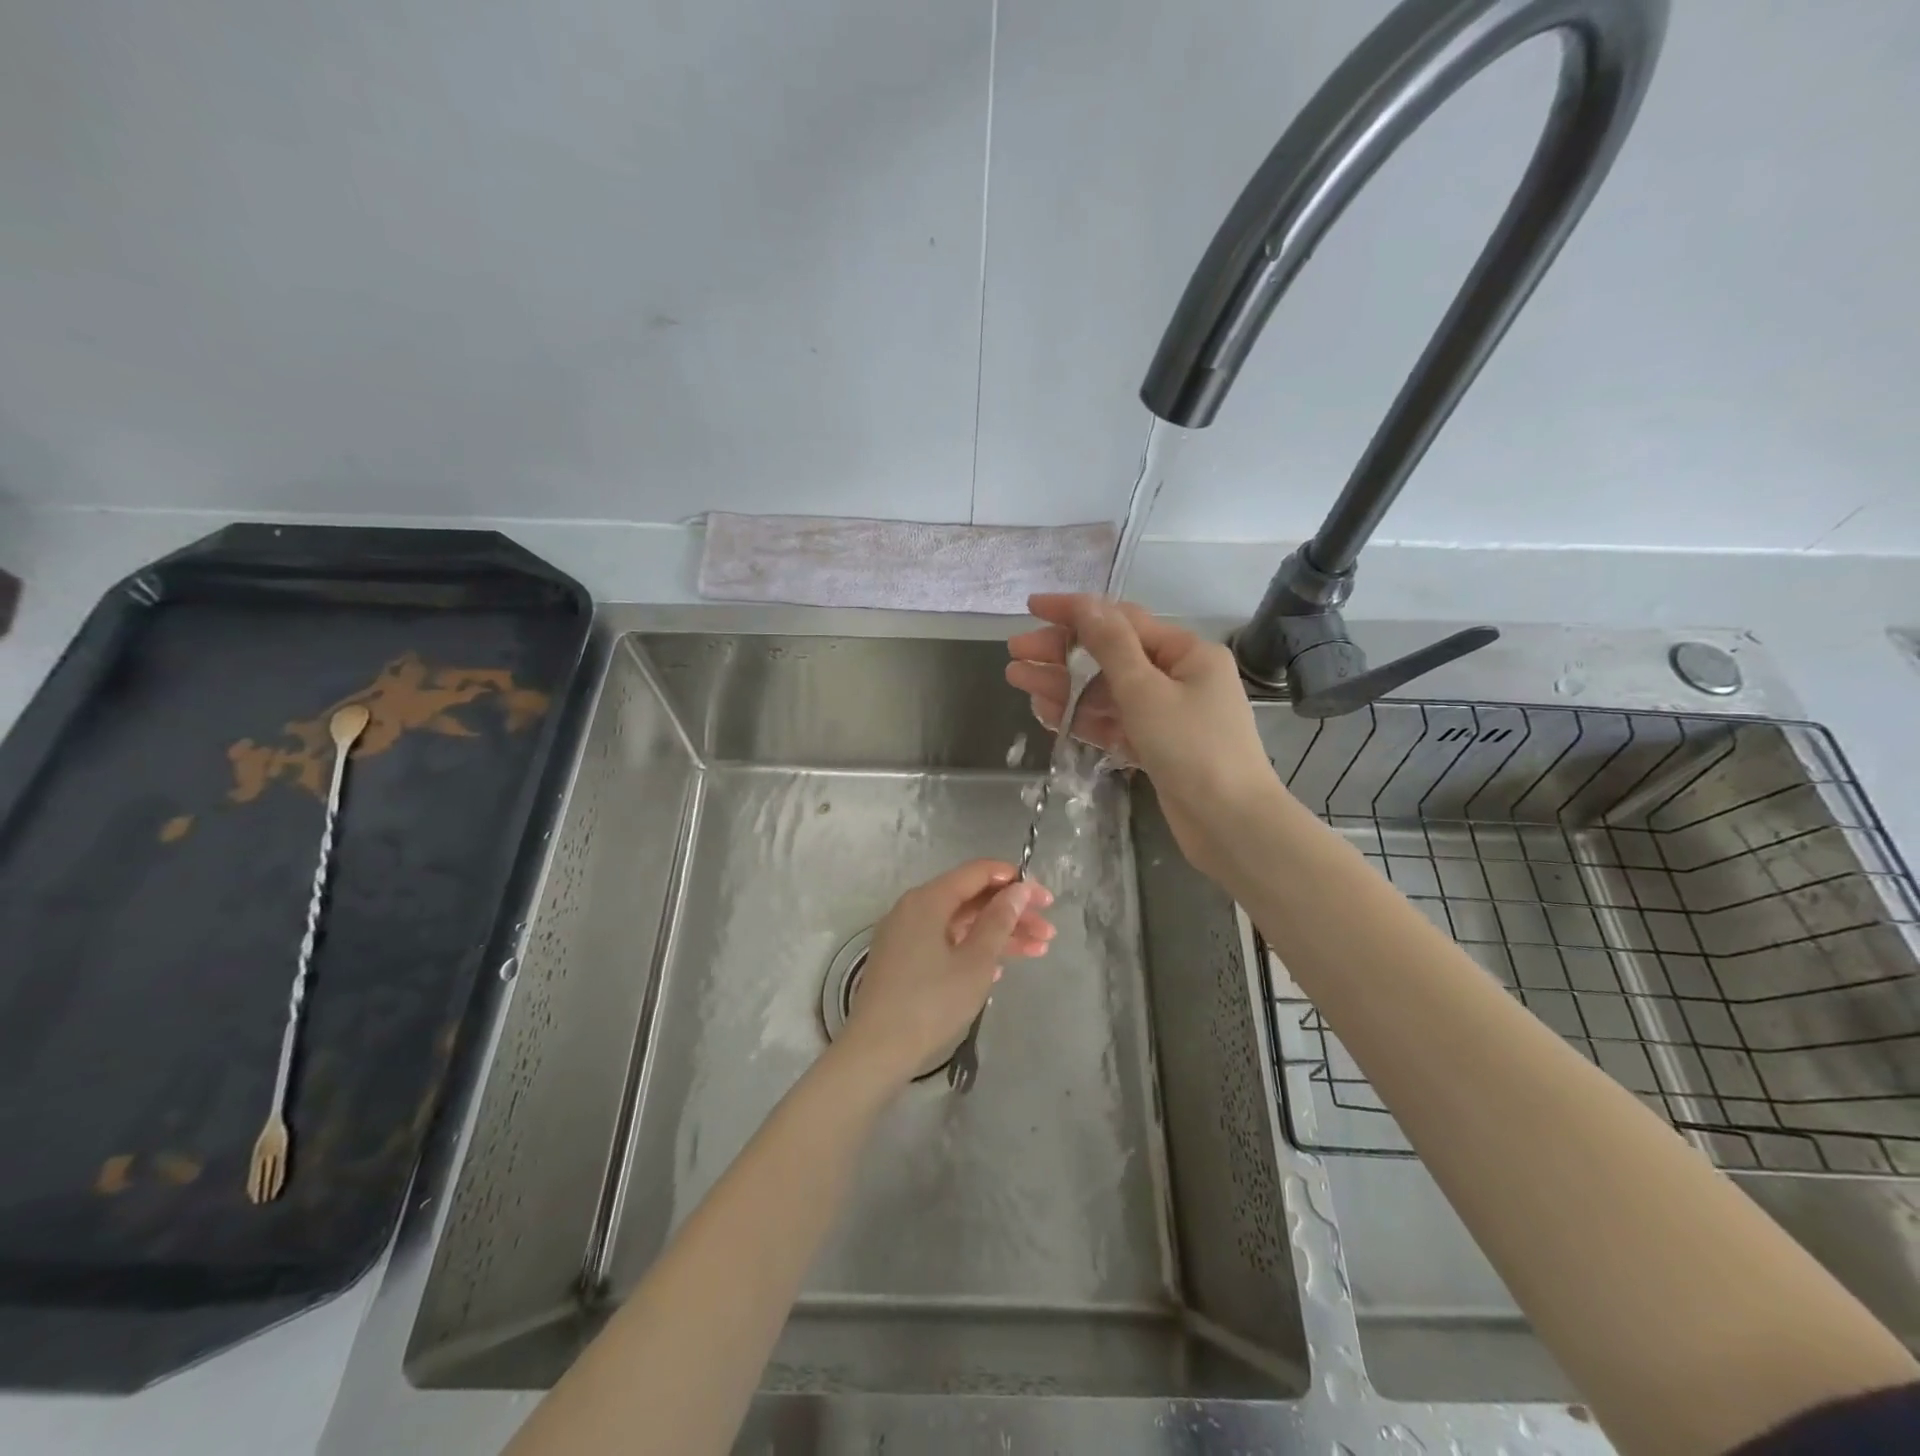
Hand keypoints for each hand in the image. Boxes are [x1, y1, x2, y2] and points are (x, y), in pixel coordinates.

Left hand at [839, 861, 1055, 1088]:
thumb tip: (1019, 889)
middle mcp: (914, 908)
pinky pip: (945, 942)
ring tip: (1038, 951)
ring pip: (961, 923)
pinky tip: (1000, 968)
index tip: (1045, 899)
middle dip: (1012, 914)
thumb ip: (999, 920)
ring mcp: (906, 934)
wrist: (877, 1049)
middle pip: (971, 899)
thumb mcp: (975, 961)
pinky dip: (973, 949)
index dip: (1015, 881)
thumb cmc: (931, 1002)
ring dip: (999, 934)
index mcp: (929, 899)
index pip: (977, 873)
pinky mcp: (903, 959)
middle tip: (1048, 932)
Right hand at [1007, 594, 1282, 880]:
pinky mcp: (1157, 746)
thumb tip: (1085, 604)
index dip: (1074, 611)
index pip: (1122, 620)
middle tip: (1015, 654)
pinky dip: (1083, 717)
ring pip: (1107, 691)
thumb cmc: (1192, 748)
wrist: (1231, 825)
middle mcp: (1179, 677)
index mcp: (1187, 653)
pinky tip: (1048, 712)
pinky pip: (1114, 722)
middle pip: (1110, 656)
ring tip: (1018, 680)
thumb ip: (1111, 646)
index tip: (1032, 608)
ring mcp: (1167, 714)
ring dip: (1064, 685)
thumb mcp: (1146, 690)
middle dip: (1061, 653)